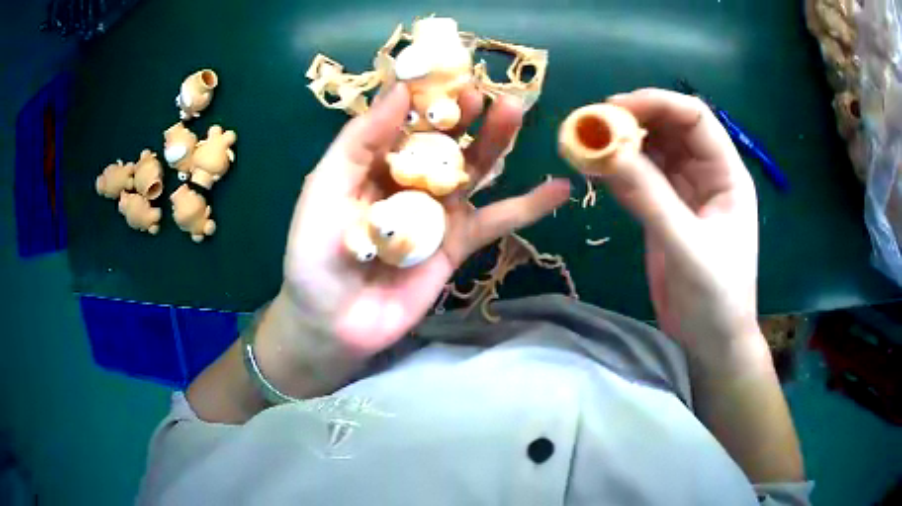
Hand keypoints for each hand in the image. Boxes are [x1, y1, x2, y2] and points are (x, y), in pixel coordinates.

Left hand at [281, 83, 570, 356]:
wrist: (334, 322)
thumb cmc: (316, 253)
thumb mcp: (325, 187)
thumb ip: (360, 140)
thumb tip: (400, 90)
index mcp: (374, 161)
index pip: (407, 118)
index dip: (426, 95)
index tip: (445, 71)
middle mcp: (410, 179)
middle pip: (445, 139)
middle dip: (465, 113)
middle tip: (483, 91)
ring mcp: (439, 211)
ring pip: (474, 169)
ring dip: (496, 141)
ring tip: (515, 111)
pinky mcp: (459, 242)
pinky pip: (498, 220)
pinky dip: (529, 206)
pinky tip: (559, 189)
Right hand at [603, 89, 761, 364]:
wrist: (710, 342)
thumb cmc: (715, 298)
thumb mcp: (687, 247)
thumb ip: (650, 198)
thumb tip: (606, 151)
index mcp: (727, 175)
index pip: (695, 119)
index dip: (658, 104)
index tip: (616, 108)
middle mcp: (706, 175)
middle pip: (671, 129)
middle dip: (635, 119)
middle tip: (592, 123)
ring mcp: (684, 193)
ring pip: (653, 151)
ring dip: (622, 143)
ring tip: (587, 141)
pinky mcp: (664, 211)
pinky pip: (640, 178)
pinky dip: (618, 169)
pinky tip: (595, 168)